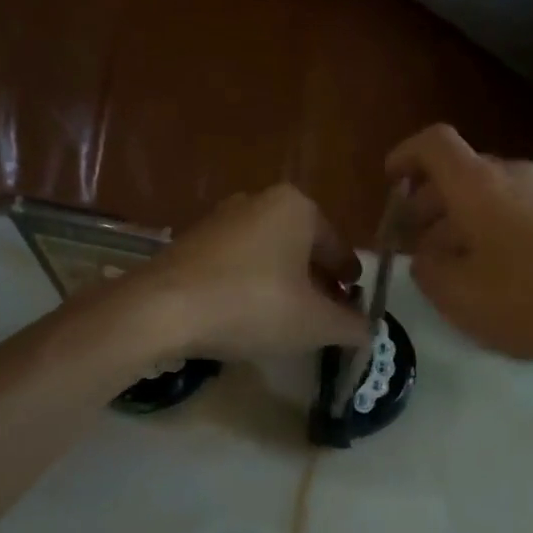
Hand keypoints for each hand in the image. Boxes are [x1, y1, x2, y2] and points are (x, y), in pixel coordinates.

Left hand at [133, 186, 368, 359]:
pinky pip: (237, 264)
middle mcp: (259, 201)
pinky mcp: (192, 242)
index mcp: (296, 208)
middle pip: (303, 249)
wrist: (163, 309)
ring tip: (287, 320)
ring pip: (269, 256)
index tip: (354, 305)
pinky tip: (248, 316)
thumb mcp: (315, 323)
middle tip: (324, 316)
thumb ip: (350, 326)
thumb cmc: (253, 305)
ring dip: (283, 285)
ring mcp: (221, 219)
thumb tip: (369, 331)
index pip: (338, 248)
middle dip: (316, 283)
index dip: (350, 281)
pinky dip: (251, 286)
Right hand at [385, 124, 532, 370]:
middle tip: (414, 242)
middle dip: (428, 202)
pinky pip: (516, 209)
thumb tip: (426, 254)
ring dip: (461, 220)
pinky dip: (492, 228)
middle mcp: (513, 174)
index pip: (433, 144)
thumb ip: (427, 269)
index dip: (405, 156)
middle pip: (460, 172)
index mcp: (478, 185)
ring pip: (488, 194)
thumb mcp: (459, 296)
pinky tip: (498, 271)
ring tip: (453, 265)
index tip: (389, 182)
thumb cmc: (531, 302)